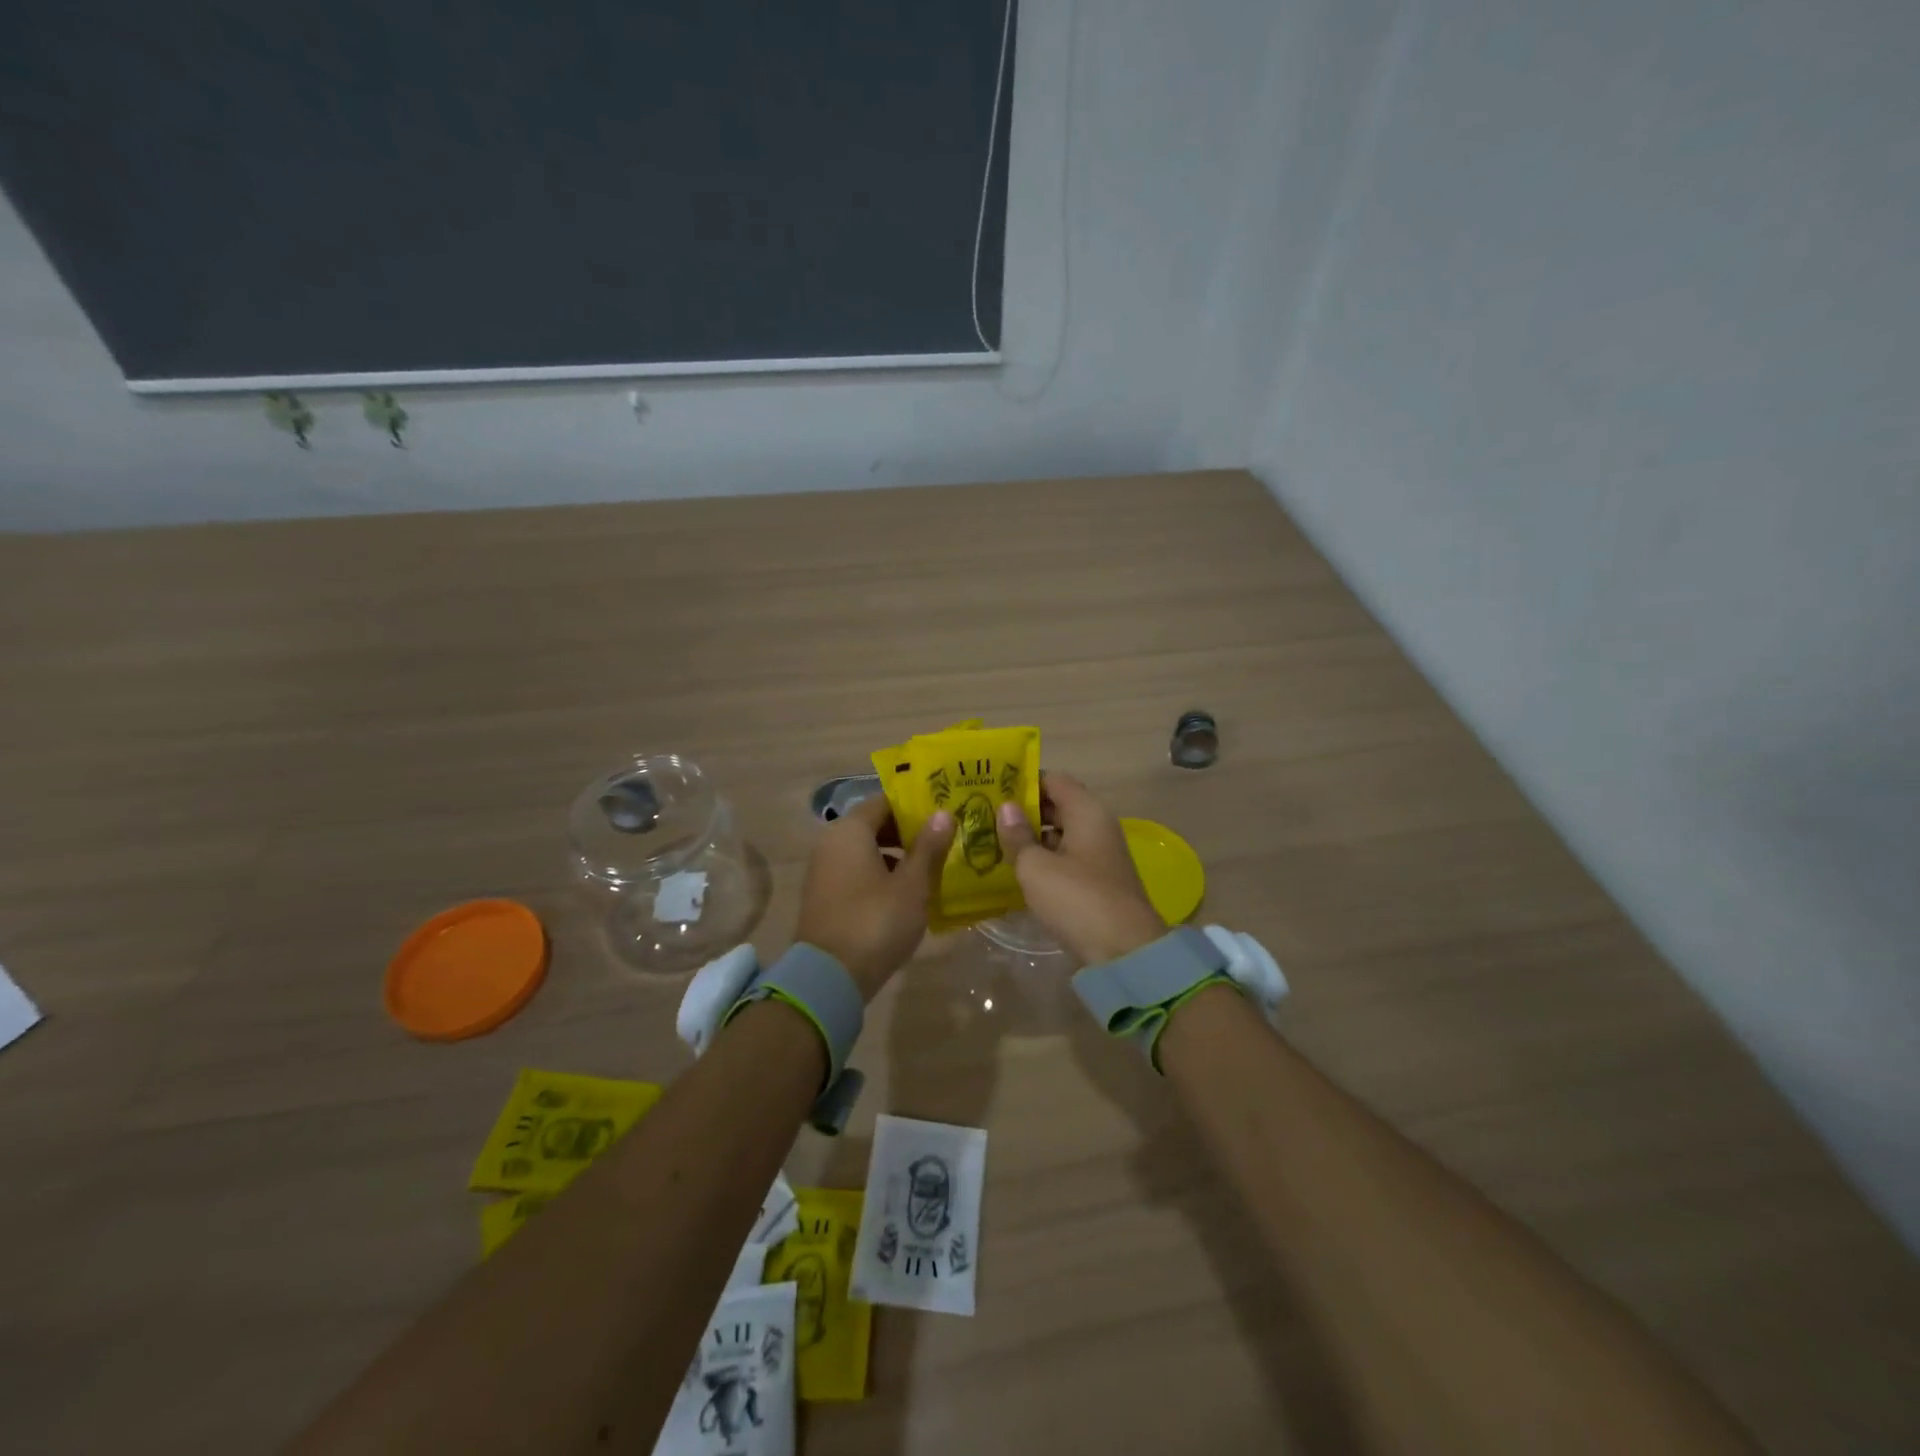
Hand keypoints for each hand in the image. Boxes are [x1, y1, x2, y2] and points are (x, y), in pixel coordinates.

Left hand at [793, 794, 954, 998]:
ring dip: (897, 856)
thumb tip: (943, 813)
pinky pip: (857, 873)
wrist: (829, 978)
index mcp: (850, 831)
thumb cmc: (876, 921)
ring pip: (866, 851)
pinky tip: (907, 893)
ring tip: (932, 867)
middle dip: (908, 832)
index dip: (915, 805)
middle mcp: (831, 843)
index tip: (943, 811)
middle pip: (874, 825)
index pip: (885, 801)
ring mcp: (824, 871)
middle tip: (944, 839)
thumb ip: (928, 847)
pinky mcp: (825, 897)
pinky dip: (881, 875)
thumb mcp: (912, 885)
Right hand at [994, 772, 1165, 965]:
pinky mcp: (1098, 880)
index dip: (1023, 781)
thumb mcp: (1036, 867)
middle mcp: (1097, 825)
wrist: (1124, 950)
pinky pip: (1066, 857)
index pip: (1053, 779)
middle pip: (1057, 805)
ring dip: (1031, 837)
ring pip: (1061, 833)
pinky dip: (1044, 859)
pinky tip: (1016, 869)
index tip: (992, 788)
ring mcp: (1100, 854)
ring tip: (993, 840)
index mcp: (1087, 811)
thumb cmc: (1077, 898)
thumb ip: (1018, 835)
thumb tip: (1005, 807)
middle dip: (1023, 810)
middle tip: (985, 815)